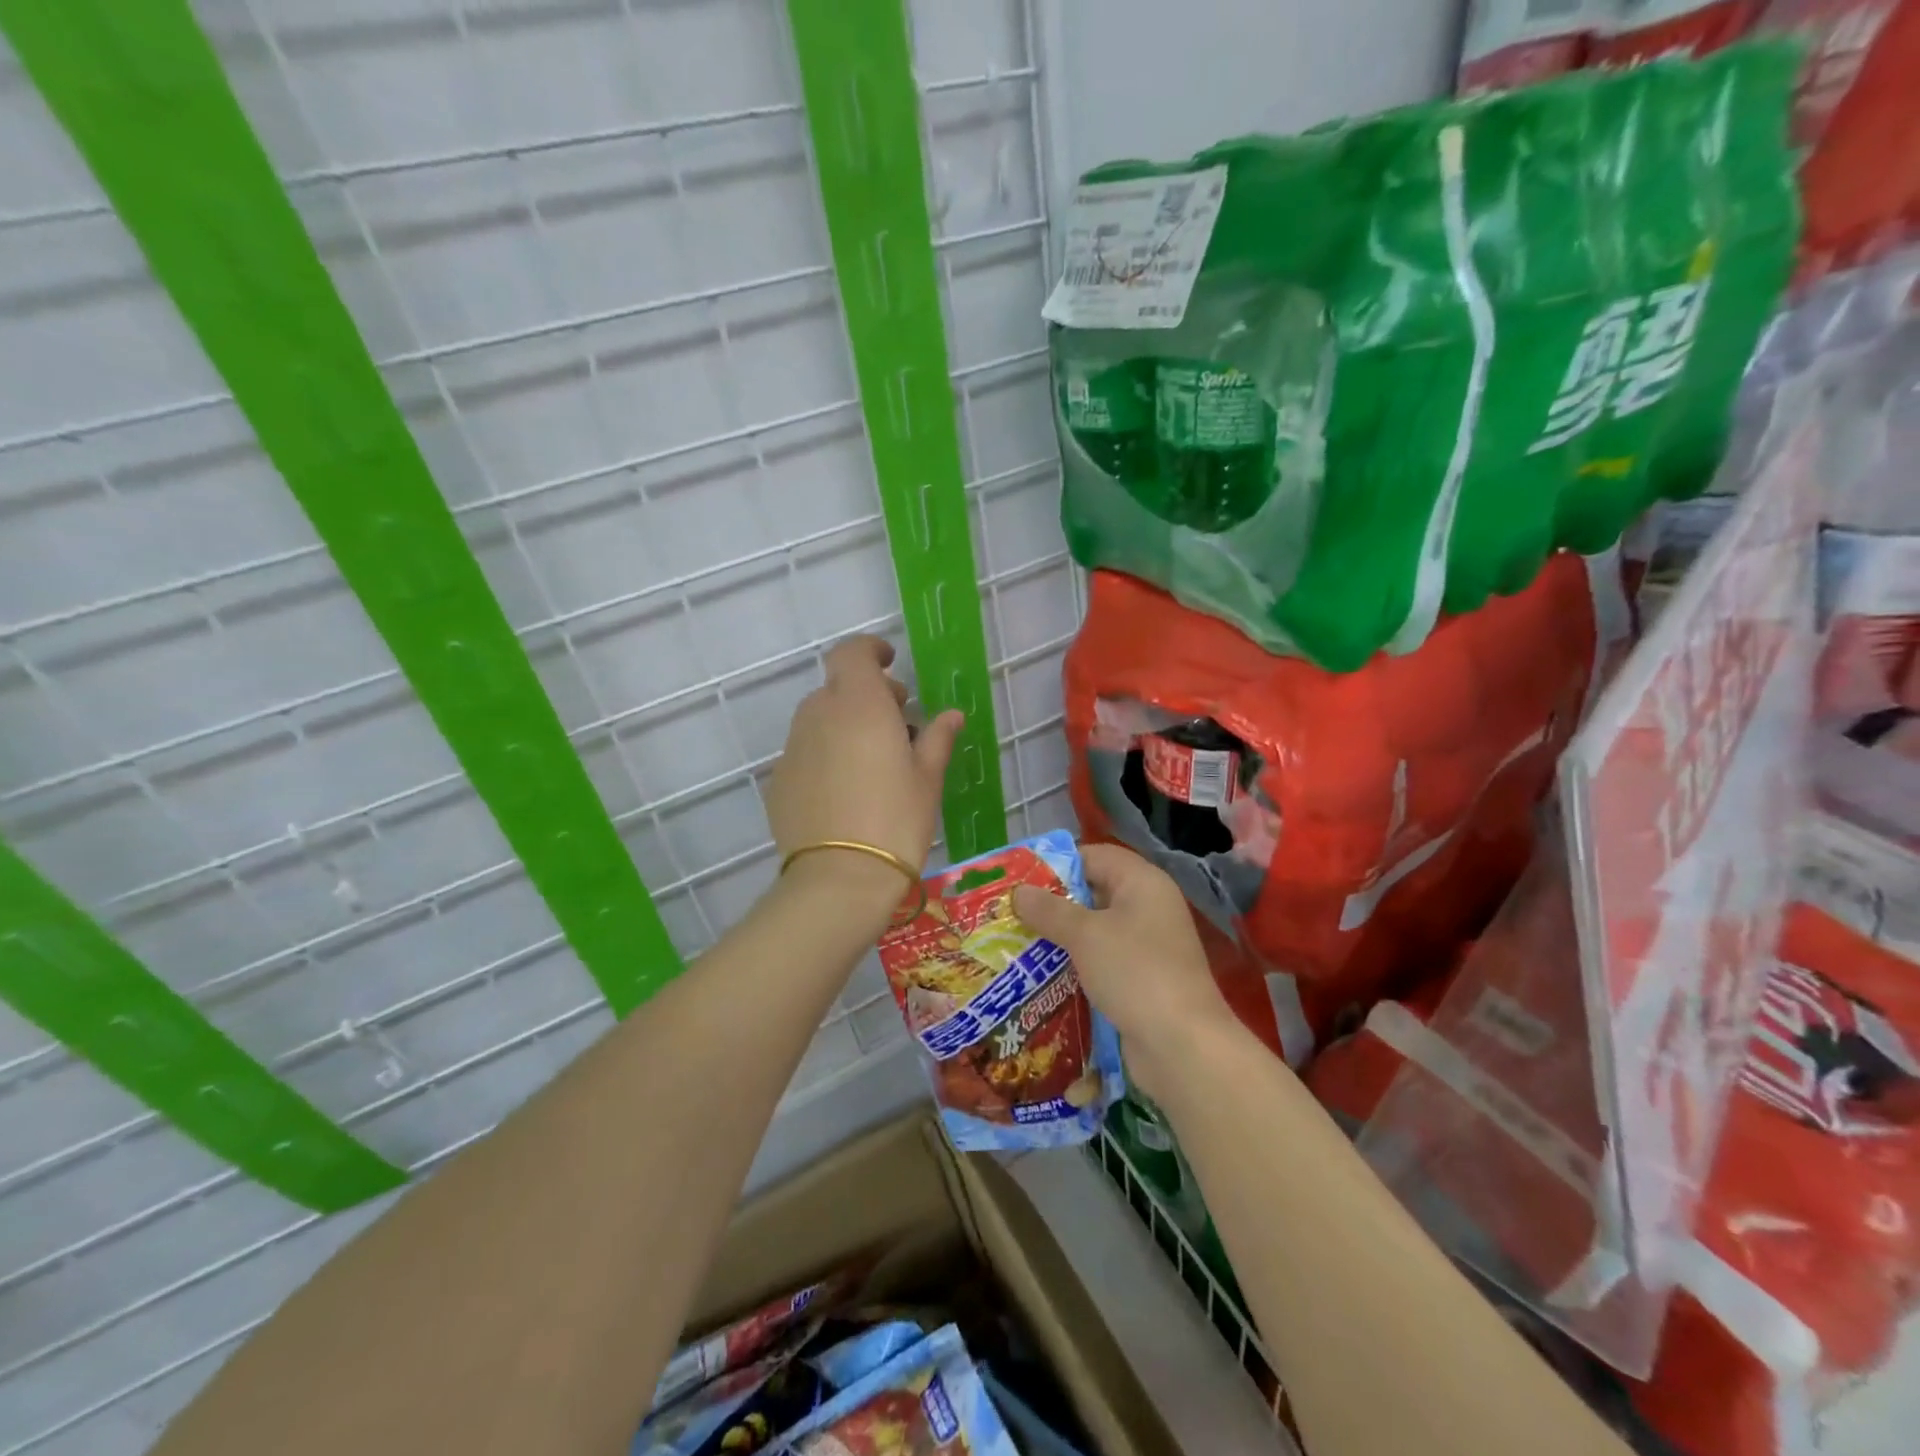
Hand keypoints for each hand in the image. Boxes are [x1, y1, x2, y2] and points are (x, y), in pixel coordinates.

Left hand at [766, 636, 962, 903]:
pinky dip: (825, 755)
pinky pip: (806, 753)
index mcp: (859, 704)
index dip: (871, 651)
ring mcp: (793, 748)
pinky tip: (845, 791)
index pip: (853, 653)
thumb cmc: (897, 820)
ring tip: (872, 762)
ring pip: (819, 720)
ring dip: (845, 725)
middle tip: (897, 724)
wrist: (840, 879)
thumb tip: (951, 715)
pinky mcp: (779, 780)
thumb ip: (937, 738)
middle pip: (838, 688)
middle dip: (867, 695)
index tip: (890, 663)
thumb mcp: (928, 778)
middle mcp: (819, 715)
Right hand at [1011, 844, 1236, 1101]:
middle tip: (1011, 911)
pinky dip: (1075, 964)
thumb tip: (1018, 892)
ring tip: (1017, 942)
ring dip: (1060, 937)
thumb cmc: (1135, 973)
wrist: (1182, 1046)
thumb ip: (1049, 910)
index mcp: (1142, 882)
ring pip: (1095, 930)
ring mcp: (1147, 946)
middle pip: (1094, 892)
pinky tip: (1042, 975)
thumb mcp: (1085, 935)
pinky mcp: (1142, 980)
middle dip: (1053, 903)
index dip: (1057, 863)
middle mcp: (1148, 907)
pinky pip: (1102, 961)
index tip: (1019, 877)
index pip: (1095, 856)